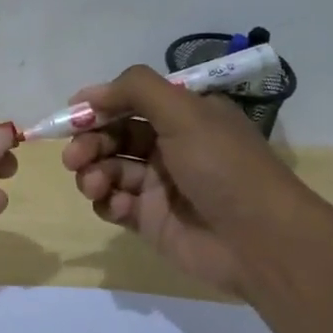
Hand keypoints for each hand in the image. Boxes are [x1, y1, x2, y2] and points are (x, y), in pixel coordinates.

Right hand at [61, 65, 304, 294]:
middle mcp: (170, 146)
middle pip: (113, 135)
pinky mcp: (150, 220)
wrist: (260, 241)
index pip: (131, 101)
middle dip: (89, 142)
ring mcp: (159, 185)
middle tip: (74, 156)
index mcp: (184, 115)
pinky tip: (118, 207)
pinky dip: (108, 202)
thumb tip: (89, 93)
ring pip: (108, 170)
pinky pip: (114, 204)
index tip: (72, 113)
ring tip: (94, 185)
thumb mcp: (185, 112)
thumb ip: (135, 90)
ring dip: (92, 173)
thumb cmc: (224, 167)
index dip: (100, 106)